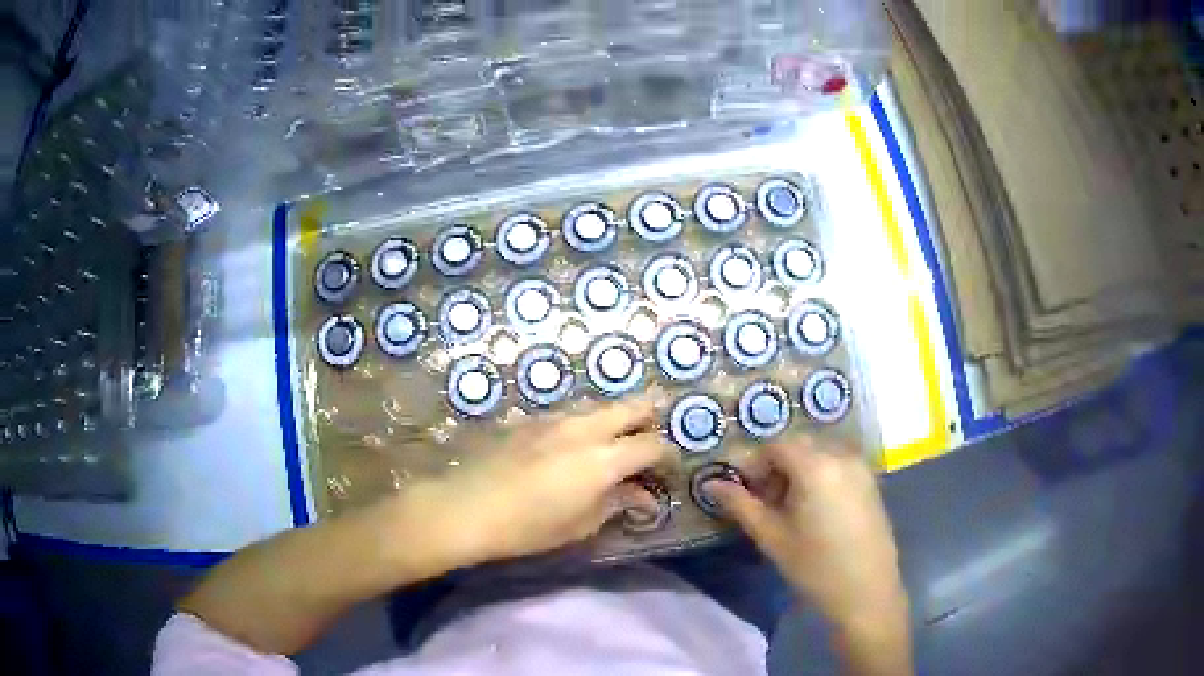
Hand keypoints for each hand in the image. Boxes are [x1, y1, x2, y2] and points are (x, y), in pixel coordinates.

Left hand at [414, 400, 671, 565]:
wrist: (467, 506)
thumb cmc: (529, 526)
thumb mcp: (581, 524)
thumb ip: (616, 503)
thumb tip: (642, 497)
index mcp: (604, 458)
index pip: (652, 445)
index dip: (668, 457)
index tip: (668, 472)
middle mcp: (584, 428)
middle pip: (631, 407)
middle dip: (650, 417)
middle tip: (653, 436)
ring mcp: (555, 419)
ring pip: (599, 408)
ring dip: (615, 420)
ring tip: (614, 443)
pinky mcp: (530, 420)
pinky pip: (569, 415)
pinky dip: (584, 425)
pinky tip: (573, 446)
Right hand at [707, 439, 908, 636]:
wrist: (866, 592)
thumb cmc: (815, 567)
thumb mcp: (772, 537)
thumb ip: (741, 505)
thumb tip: (711, 483)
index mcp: (816, 465)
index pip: (775, 446)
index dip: (754, 464)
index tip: (742, 490)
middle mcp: (842, 456)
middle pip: (799, 446)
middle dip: (776, 466)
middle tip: (763, 500)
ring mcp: (861, 468)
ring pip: (820, 454)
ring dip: (798, 470)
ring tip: (787, 507)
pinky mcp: (871, 482)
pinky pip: (838, 465)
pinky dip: (820, 475)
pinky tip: (814, 510)